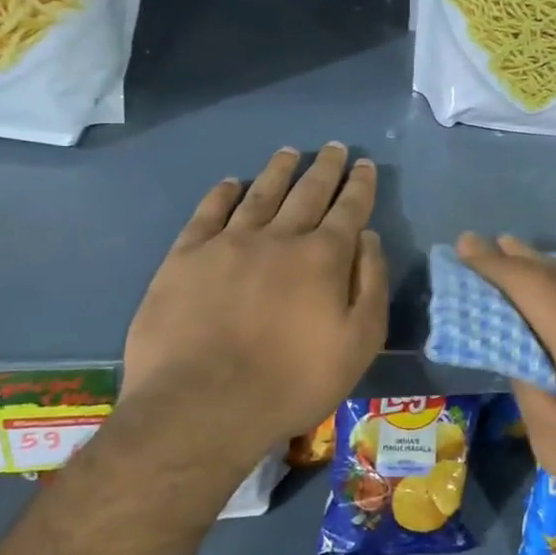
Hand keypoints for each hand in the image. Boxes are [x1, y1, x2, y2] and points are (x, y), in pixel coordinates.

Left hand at [119, 145, 387, 473]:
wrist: (203, 406)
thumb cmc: (293, 381)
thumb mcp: (359, 343)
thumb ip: (370, 285)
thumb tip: (368, 238)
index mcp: (322, 257)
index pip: (348, 209)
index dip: (359, 185)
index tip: (364, 164)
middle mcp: (278, 237)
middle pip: (307, 192)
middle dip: (325, 168)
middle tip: (335, 148)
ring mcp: (228, 243)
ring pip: (259, 193)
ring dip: (278, 171)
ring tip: (289, 153)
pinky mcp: (185, 258)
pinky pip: (208, 213)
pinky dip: (222, 194)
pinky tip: (230, 183)